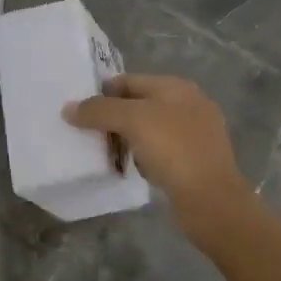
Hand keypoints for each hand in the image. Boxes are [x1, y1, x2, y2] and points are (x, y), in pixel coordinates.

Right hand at [65, 74, 250, 230]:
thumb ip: (98, 110)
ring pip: (147, 129)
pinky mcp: (193, 160)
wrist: (212, 200)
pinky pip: (158, 150)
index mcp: (175, 87)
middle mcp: (187, 104)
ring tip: (102, 153)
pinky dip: (140, 155)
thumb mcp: (132, 121)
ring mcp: (193, 133)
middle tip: (86, 134)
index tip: (78, 112)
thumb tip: (68, 108)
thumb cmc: (173, 150)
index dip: (101, 93)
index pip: (127, 80)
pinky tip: (129, 168)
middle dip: (111, 117)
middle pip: (137, 104)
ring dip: (124, 138)